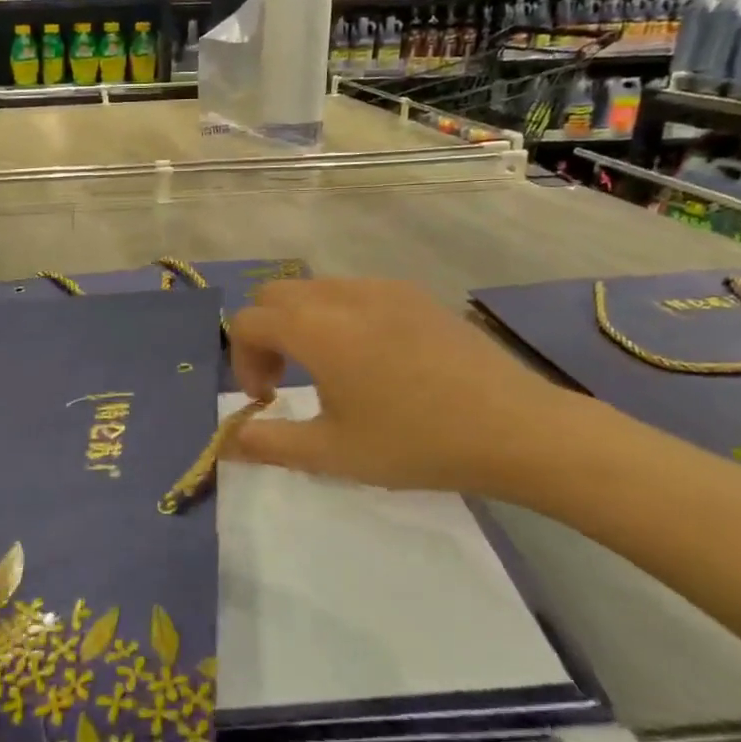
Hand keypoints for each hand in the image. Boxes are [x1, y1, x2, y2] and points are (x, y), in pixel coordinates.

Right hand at [222, 277, 577, 496]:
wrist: (515, 428)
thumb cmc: (414, 442)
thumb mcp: (331, 453)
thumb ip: (267, 443)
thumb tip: (226, 442)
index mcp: (315, 327)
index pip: (247, 321)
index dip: (243, 361)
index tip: (268, 401)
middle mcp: (342, 294)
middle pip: (275, 295)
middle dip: (265, 335)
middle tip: (286, 382)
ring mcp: (383, 288)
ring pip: (314, 289)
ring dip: (300, 323)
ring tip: (327, 371)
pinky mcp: (415, 295)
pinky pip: (353, 291)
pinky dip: (337, 316)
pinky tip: (369, 359)